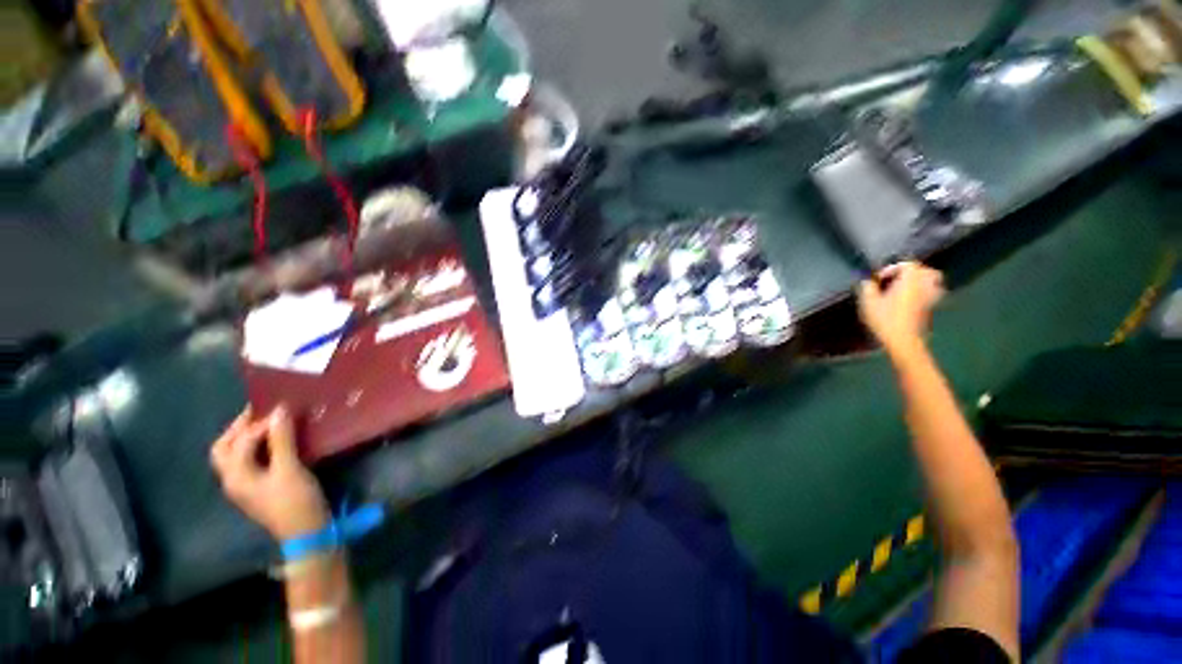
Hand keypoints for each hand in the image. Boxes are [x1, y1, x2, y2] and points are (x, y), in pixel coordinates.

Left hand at [210, 407, 330, 539]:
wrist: (305, 532)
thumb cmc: (295, 501)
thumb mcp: (290, 469)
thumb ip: (282, 440)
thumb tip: (279, 410)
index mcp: (236, 475)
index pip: (240, 441)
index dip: (260, 423)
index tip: (283, 409)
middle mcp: (233, 479)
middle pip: (224, 448)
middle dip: (239, 428)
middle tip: (261, 412)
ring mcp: (244, 485)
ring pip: (234, 455)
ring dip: (246, 437)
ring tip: (269, 423)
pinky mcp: (257, 487)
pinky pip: (249, 461)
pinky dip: (257, 447)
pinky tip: (275, 442)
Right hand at [857, 261, 944, 357]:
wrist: (903, 340)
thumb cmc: (885, 319)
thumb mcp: (869, 302)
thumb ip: (868, 288)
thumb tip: (868, 281)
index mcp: (910, 281)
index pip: (908, 264)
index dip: (893, 268)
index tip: (879, 278)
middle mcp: (924, 285)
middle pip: (925, 270)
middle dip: (911, 271)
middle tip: (896, 278)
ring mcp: (930, 297)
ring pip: (932, 281)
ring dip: (920, 280)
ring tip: (905, 287)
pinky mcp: (931, 308)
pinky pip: (931, 293)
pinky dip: (923, 292)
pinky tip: (910, 299)